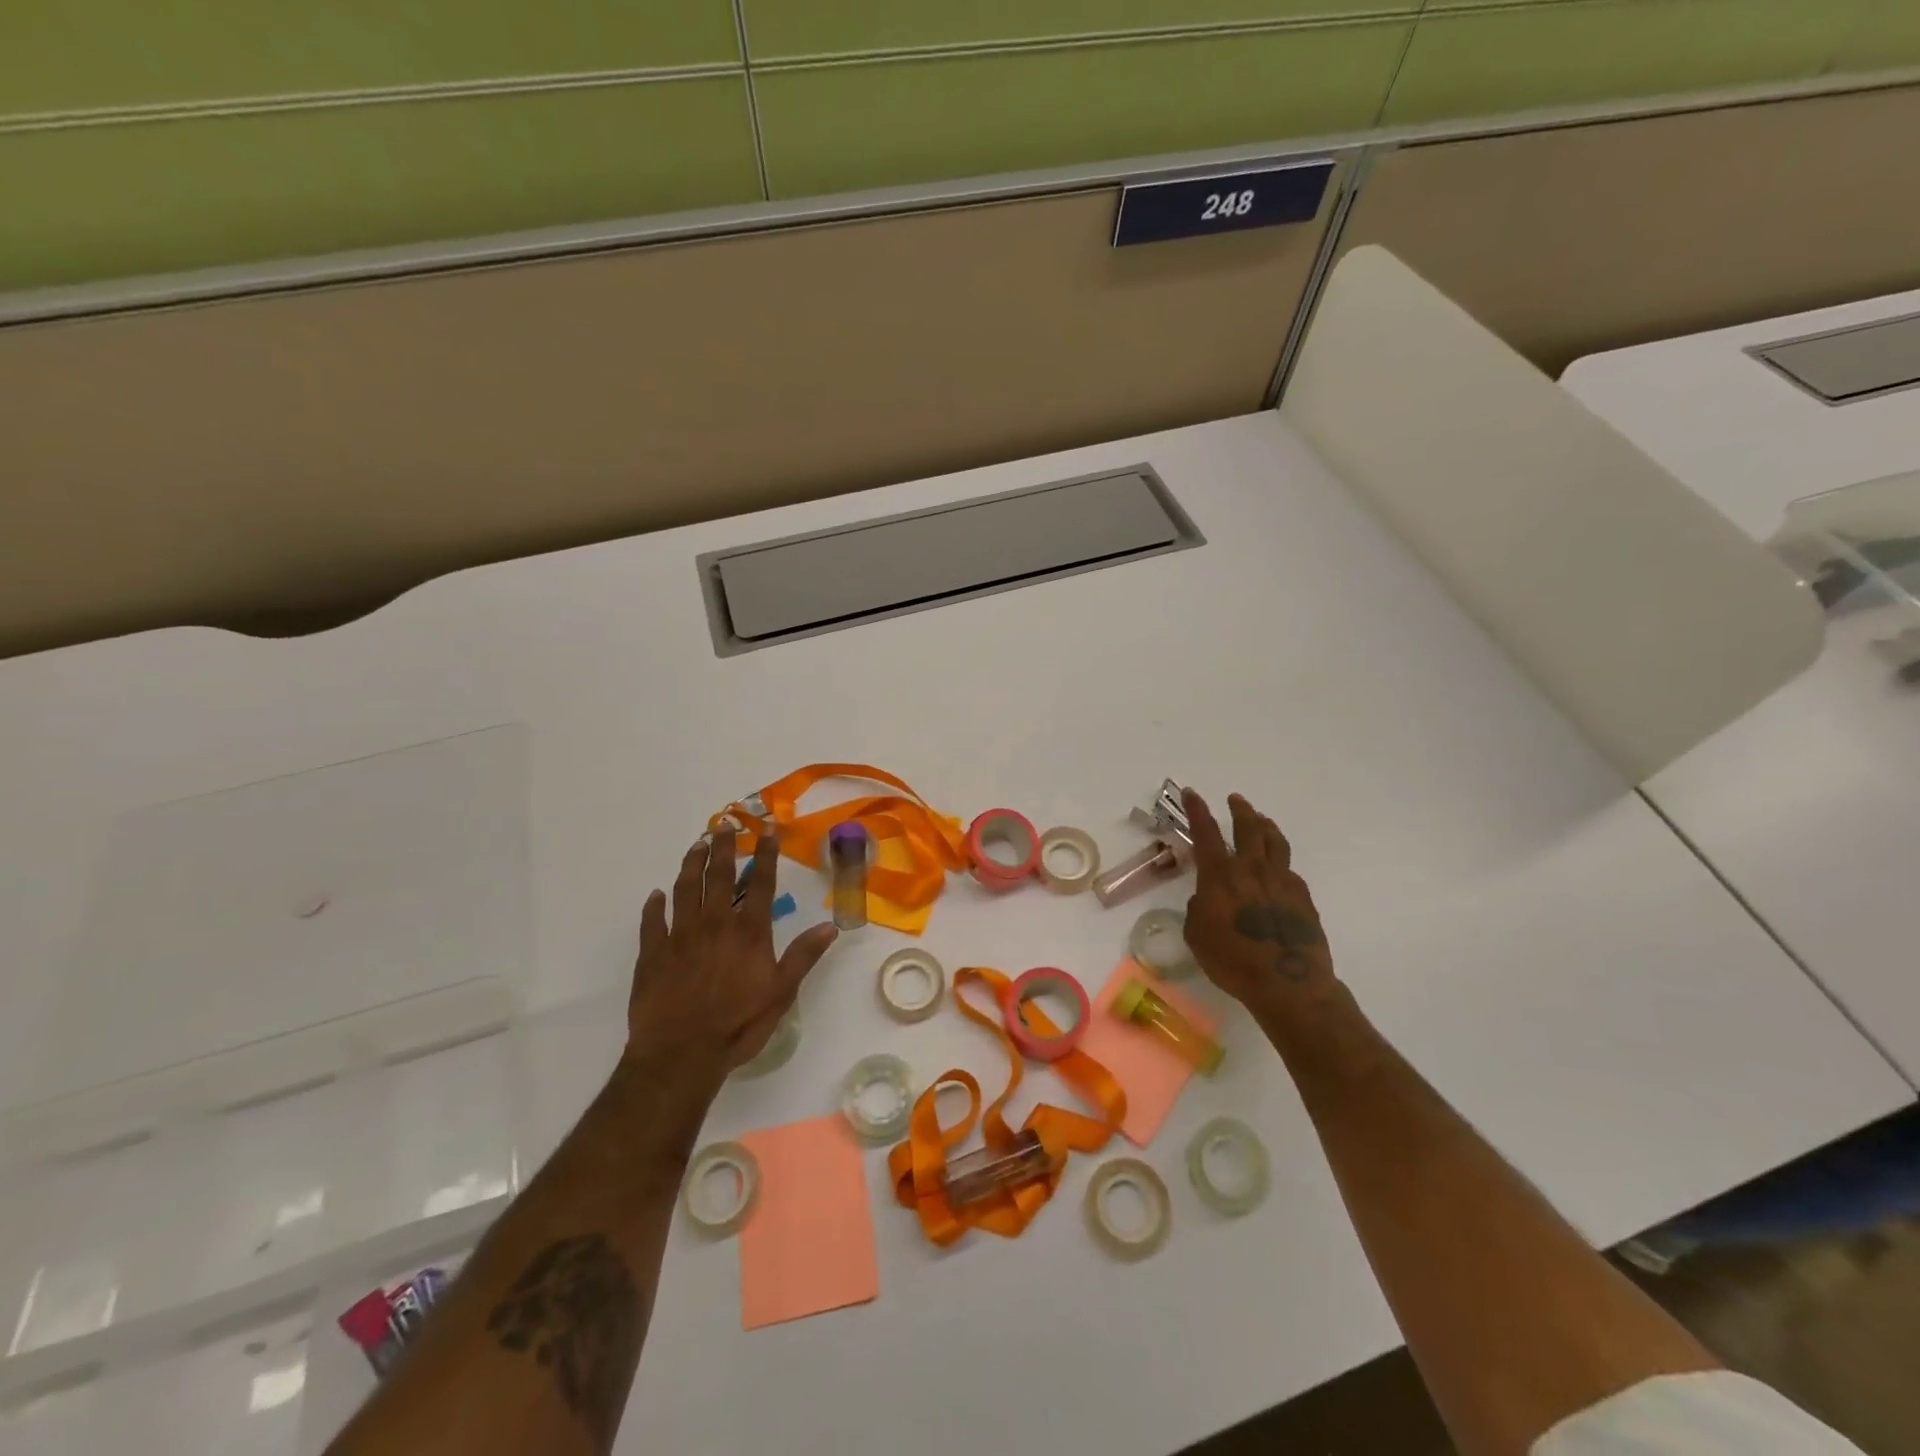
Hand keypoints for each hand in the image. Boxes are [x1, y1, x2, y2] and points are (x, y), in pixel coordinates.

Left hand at [624, 828, 838, 1083]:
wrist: (680, 1054)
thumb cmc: (737, 1025)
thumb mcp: (781, 993)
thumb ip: (803, 956)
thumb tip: (830, 926)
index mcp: (748, 932)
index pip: (760, 883)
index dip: (765, 854)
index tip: (767, 829)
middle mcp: (714, 924)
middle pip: (719, 876)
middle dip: (723, 847)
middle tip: (724, 824)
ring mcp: (680, 936)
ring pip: (684, 889)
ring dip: (691, 864)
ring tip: (696, 845)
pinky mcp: (652, 954)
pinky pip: (652, 922)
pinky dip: (654, 906)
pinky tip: (655, 895)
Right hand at [1181, 789, 1337, 1014]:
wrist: (1287, 982)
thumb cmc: (1232, 960)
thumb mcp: (1197, 934)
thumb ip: (1199, 908)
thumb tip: (1209, 899)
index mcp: (1220, 875)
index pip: (1205, 832)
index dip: (1197, 810)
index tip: (1192, 793)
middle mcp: (1252, 869)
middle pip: (1248, 827)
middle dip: (1239, 810)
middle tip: (1235, 800)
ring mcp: (1282, 880)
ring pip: (1275, 841)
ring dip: (1265, 825)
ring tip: (1261, 819)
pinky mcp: (1303, 897)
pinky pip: (1289, 869)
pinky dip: (1279, 860)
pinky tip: (1278, 868)